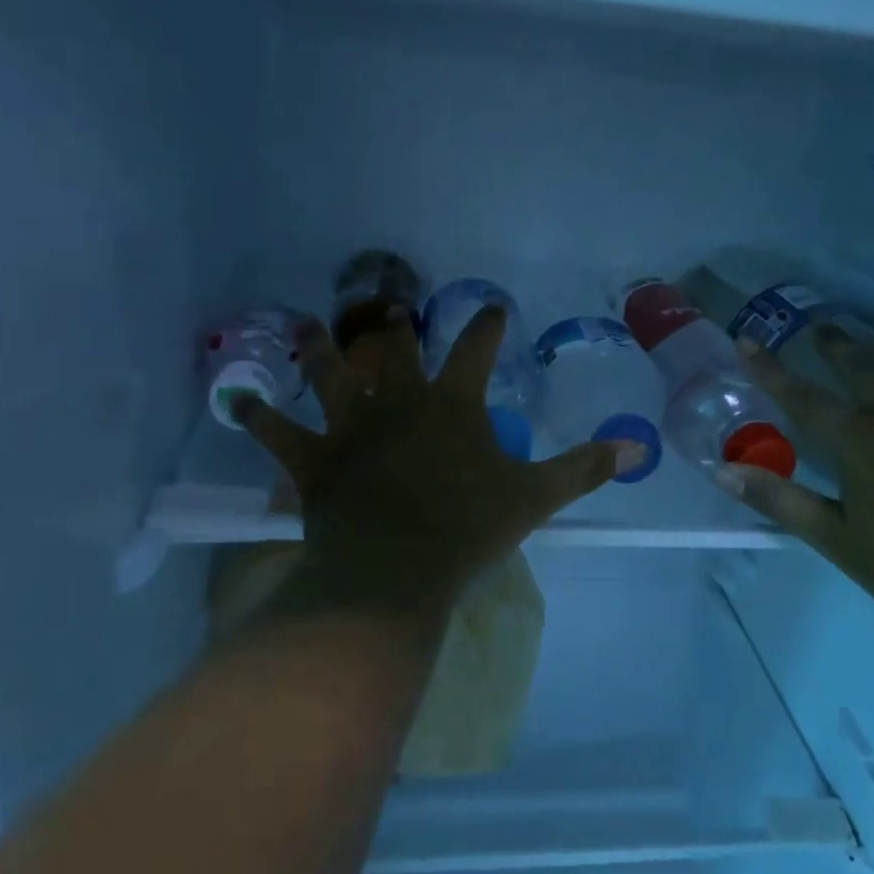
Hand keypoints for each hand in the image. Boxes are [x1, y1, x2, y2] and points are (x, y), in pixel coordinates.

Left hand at [234, 305, 640, 624]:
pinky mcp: (313, 460)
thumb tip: (634, 448)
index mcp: (450, 403)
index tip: (492, 307)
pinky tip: (238, 399)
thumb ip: (582, 468)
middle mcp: (397, 399)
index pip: (475, 350)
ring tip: (307, 325)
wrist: (396, 569)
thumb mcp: (534, 498)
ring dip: (317, 347)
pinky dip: (258, 415)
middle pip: (392, 348)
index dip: (485, 326)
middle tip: (385, 304)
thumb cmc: (468, 529)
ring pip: (329, 373)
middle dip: (391, 322)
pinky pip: (277, 431)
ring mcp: (349, 426)